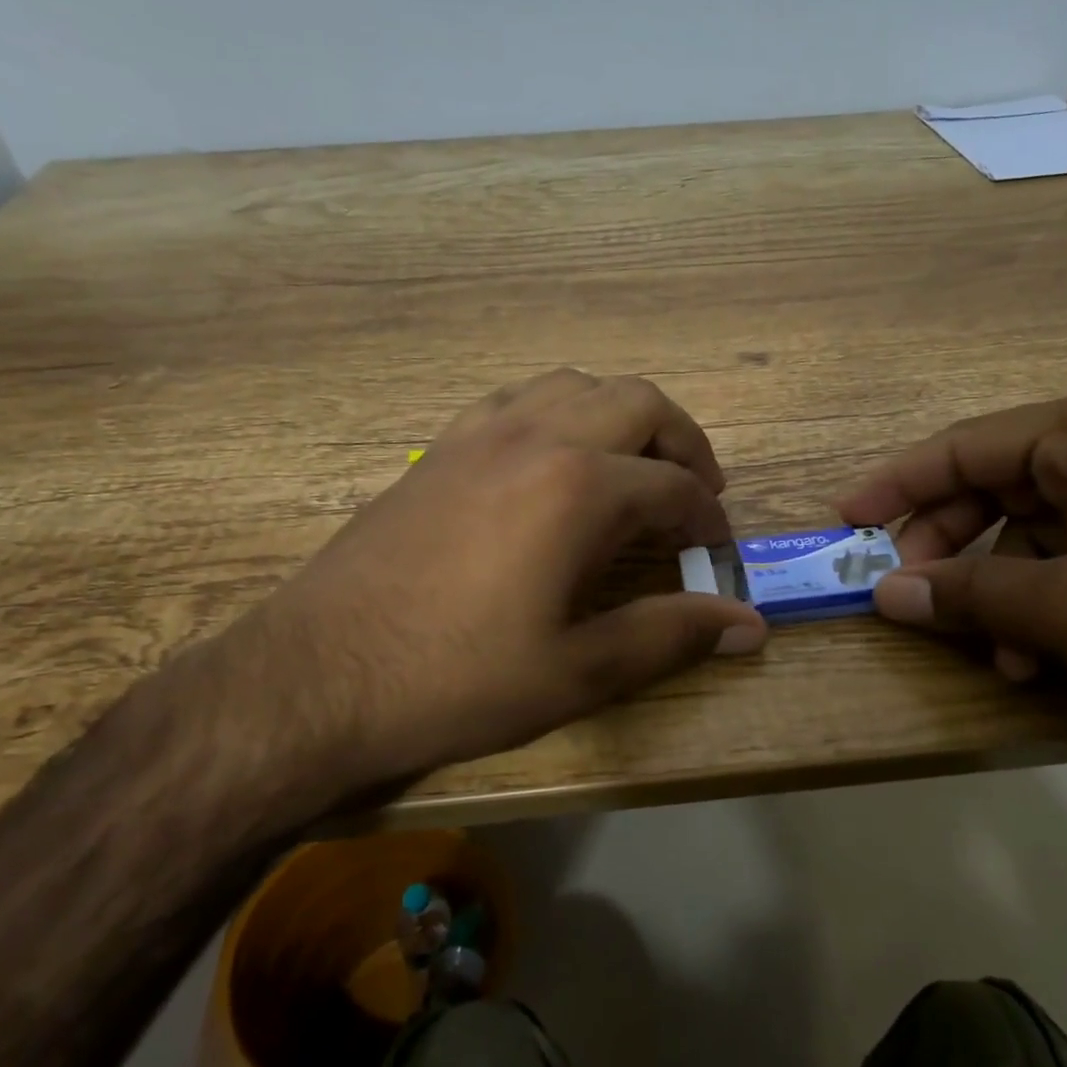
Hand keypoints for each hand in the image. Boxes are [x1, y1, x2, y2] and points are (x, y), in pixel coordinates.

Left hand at [215, 369, 765, 811]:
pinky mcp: (439, 447)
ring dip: (621, 417)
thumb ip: (670, 635)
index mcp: (579, 488)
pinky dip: (559, 414)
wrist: (316, 679)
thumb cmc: (457, 681)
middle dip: (683, 442)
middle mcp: (536, 436)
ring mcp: (479, 432)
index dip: (710, 520)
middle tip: (694, 495)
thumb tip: (749, 627)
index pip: (675, 486)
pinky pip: (517, 400)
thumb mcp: (578, 672)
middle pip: (638, 402)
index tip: (718, 553)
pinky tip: (554, 463)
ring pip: (576, 385)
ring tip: (633, 470)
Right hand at [839, 383, 1066, 795]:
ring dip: (996, 592)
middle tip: (906, 596)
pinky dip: (1042, 609)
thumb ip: (967, 594)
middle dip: (948, 550)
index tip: (844, 520)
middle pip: (994, 491)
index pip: (964, 445)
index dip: (895, 485)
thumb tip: (883, 594)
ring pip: (1031, 537)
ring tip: (989, 650)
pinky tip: (1035, 660)